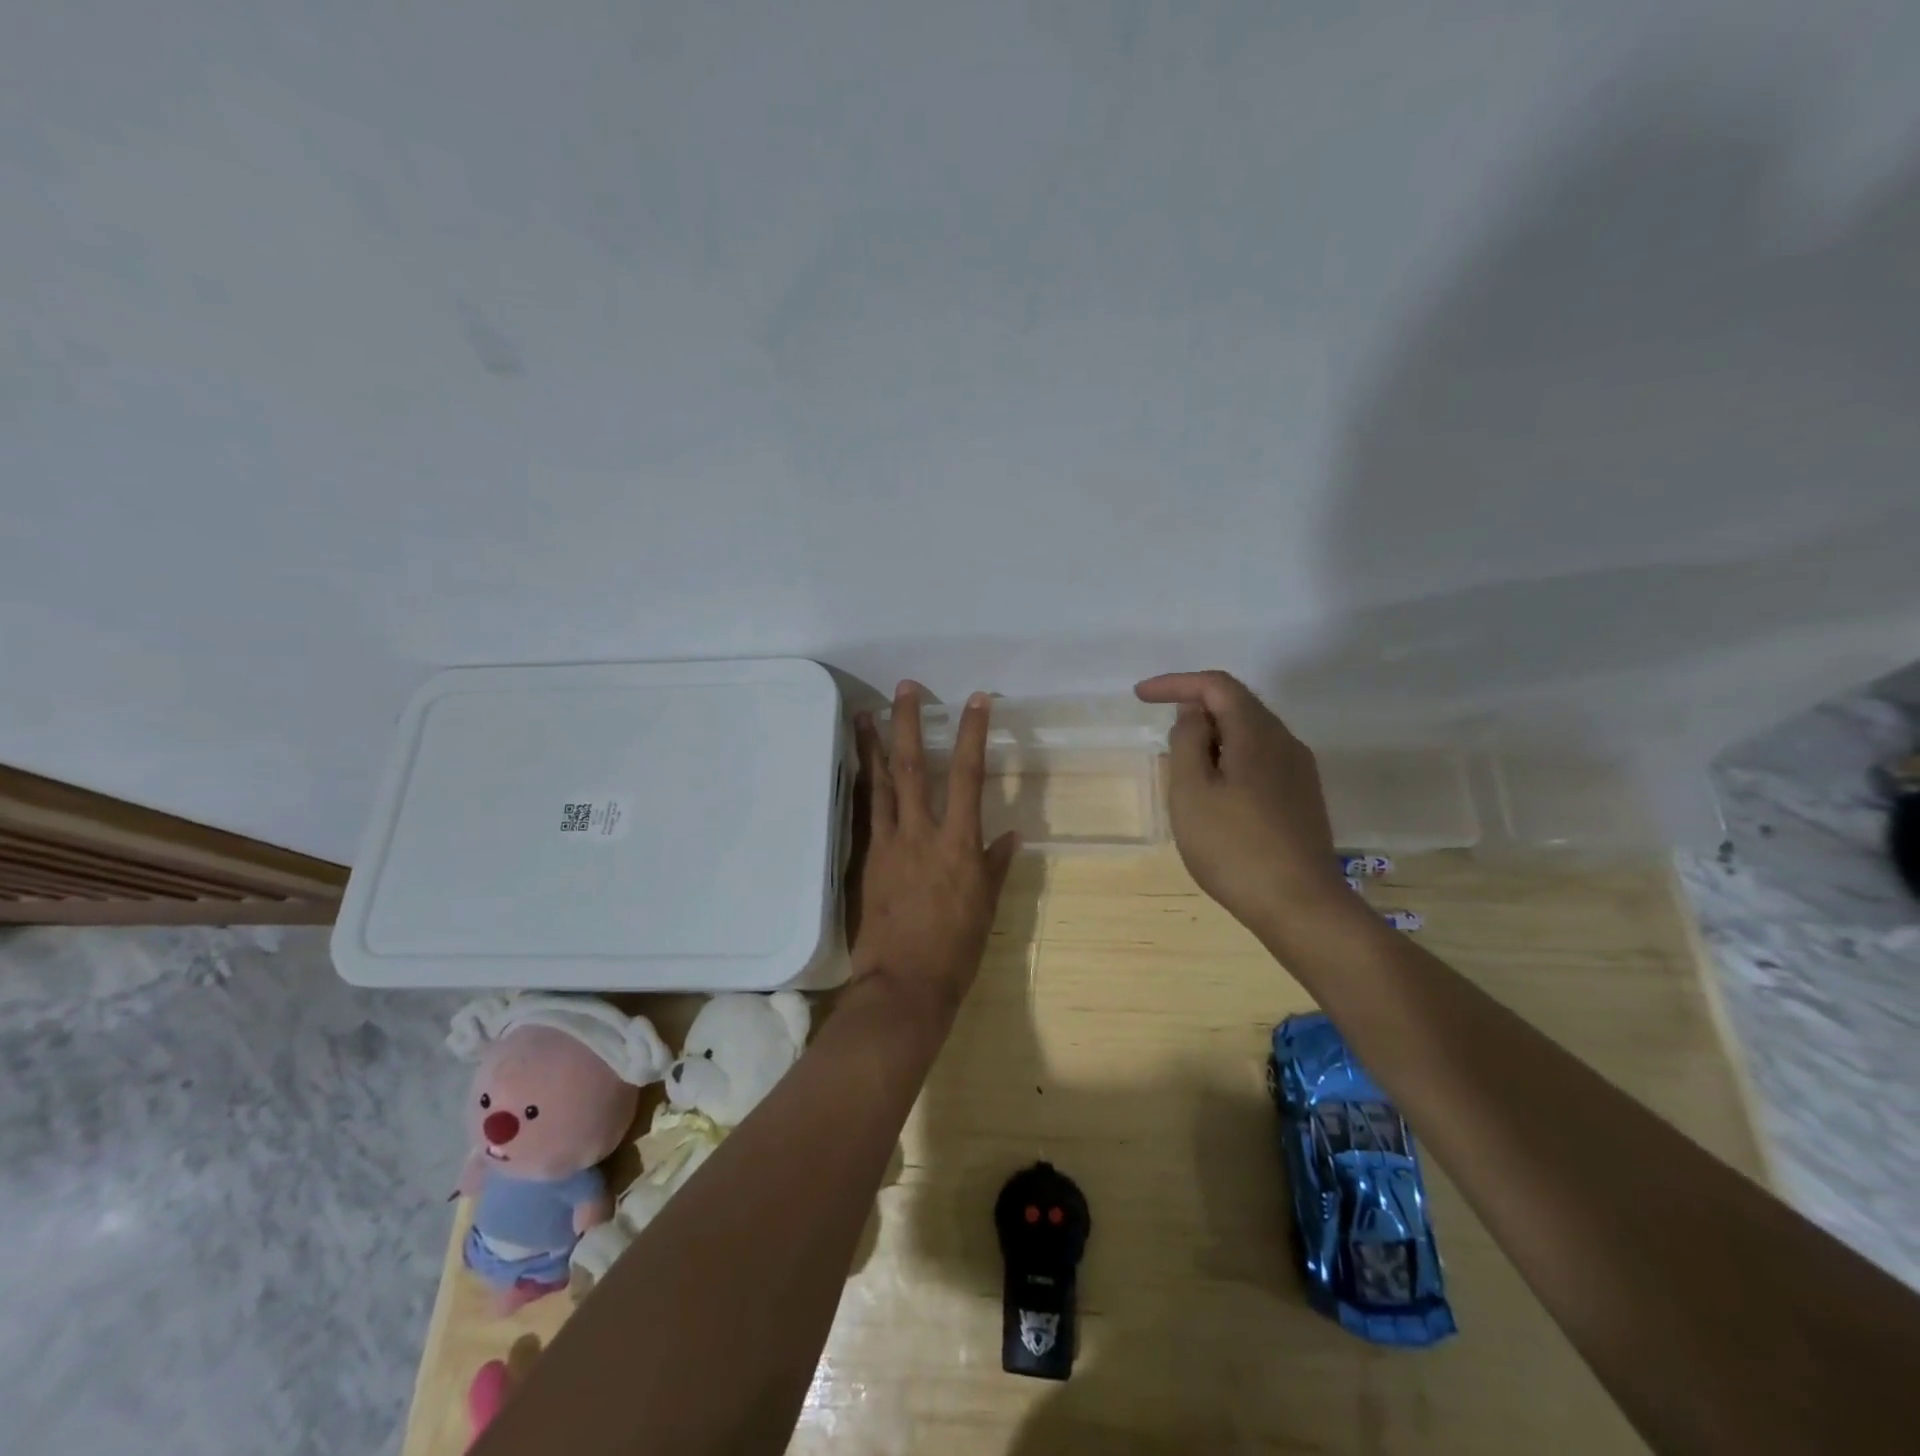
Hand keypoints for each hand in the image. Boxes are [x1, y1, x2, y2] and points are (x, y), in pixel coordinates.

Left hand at [848, 682, 1020, 1021]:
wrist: (905, 985)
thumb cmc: (957, 950)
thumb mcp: (987, 907)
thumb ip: (995, 865)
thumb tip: (1010, 835)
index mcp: (959, 844)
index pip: (969, 776)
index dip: (972, 734)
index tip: (976, 701)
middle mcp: (923, 834)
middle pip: (915, 767)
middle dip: (910, 723)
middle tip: (906, 688)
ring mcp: (890, 844)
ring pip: (882, 783)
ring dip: (875, 745)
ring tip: (866, 713)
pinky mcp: (869, 859)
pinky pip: (867, 812)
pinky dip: (864, 784)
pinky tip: (860, 768)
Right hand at [1135, 670, 1357, 945]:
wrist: (1300, 906)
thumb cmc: (1233, 847)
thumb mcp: (1192, 791)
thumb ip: (1187, 742)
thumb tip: (1193, 714)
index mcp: (1257, 733)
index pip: (1216, 686)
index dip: (1176, 683)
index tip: (1140, 696)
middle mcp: (1285, 742)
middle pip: (1237, 705)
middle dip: (1195, 708)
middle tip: (1162, 731)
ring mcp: (1299, 771)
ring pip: (1249, 734)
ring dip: (1212, 737)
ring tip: (1182, 766)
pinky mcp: (1302, 798)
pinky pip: (1260, 760)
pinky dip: (1229, 759)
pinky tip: (1214, 793)